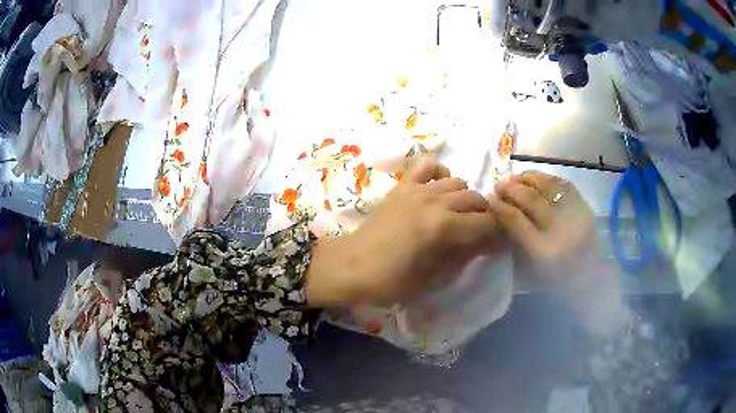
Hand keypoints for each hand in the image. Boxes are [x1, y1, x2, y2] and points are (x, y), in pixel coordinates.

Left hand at [306, 160, 501, 306]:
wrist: (351, 266)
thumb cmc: (391, 281)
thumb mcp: (433, 278)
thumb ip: (463, 256)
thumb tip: (486, 244)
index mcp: (443, 227)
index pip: (487, 224)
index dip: (497, 235)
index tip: (496, 245)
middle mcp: (434, 201)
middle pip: (476, 199)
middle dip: (484, 216)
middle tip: (479, 233)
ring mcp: (417, 190)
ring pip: (458, 182)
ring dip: (465, 198)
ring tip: (459, 215)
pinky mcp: (403, 186)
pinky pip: (428, 167)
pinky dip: (440, 175)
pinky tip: (438, 191)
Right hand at [486, 171, 596, 285]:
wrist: (589, 277)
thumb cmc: (555, 280)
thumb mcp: (529, 269)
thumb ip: (514, 241)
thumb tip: (499, 212)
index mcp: (541, 250)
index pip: (515, 220)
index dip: (499, 206)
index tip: (489, 198)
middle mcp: (558, 228)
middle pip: (529, 198)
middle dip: (510, 188)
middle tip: (498, 185)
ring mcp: (573, 213)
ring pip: (546, 185)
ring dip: (526, 178)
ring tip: (515, 178)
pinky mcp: (584, 205)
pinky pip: (562, 183)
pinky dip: (546, 178)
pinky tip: (536, 179)